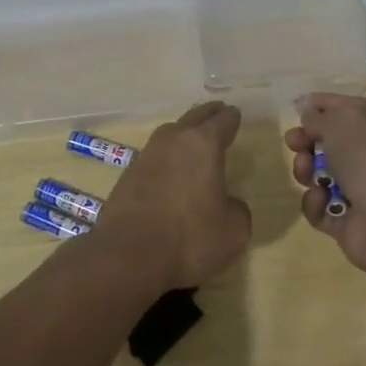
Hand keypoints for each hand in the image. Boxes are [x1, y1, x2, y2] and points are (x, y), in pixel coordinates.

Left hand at [94, 101, 250, 289]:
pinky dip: (166, 156)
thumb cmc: (189, 238)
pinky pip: (155, 155)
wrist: (128, 254)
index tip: (235, 114)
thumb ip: (237, 209)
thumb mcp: (233, 231)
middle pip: (194, 117)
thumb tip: (229, 202)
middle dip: (208, 114)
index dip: (232, 118)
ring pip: (171, 132)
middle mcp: (174, 140)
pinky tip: (170, 167)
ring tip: (193, 138)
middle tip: (218, 111)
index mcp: (203, 144)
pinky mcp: (129, 173)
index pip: (222, 121)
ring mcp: (147, 154)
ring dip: (184, 132)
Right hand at [285, 93, 365, 276]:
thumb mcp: (340, 121)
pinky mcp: (349, 221)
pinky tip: (320, 199)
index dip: (320, 106)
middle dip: (307, 141)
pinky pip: (321, 206)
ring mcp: (362, 191)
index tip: (295, 108)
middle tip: (293, 143)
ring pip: (321, 174)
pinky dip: (315, 203)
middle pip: (330, 143)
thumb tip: (308, 112)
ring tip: (307, 175)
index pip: (346, 108)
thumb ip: (318, 116)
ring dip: (306, 171)